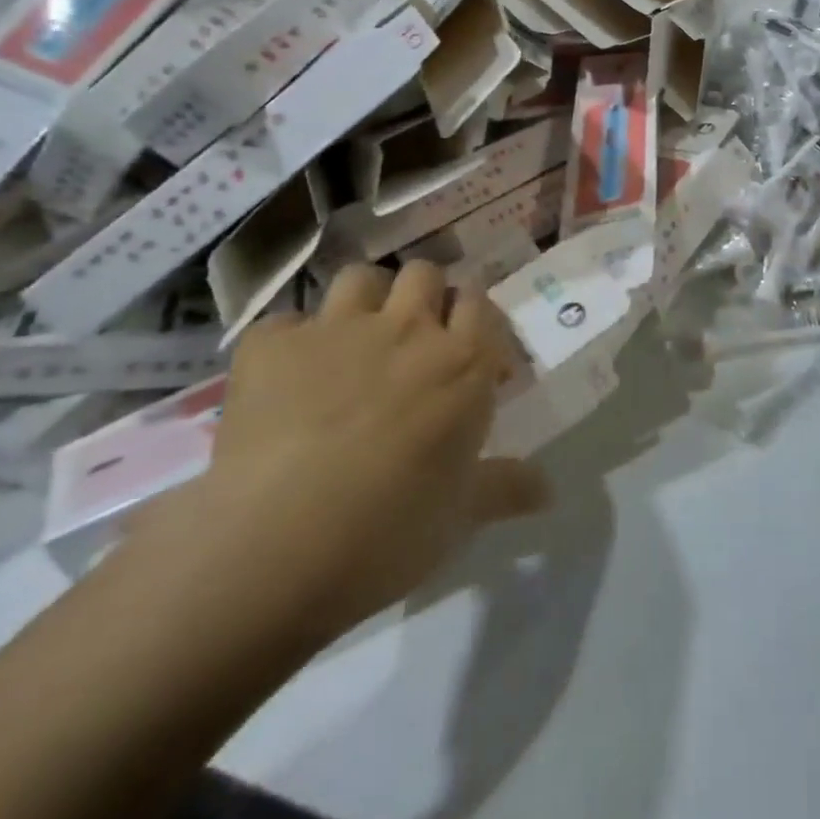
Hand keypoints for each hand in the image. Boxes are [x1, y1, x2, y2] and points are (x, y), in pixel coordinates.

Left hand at [128, 261, 549, 656]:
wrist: (275, 544)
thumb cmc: (390, 532)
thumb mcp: (460, 518)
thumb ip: (505, 489)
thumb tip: (547, 490)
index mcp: (462, 362)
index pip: (480, 304)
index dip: (473, 321)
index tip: (468, 355)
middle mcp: (405, 328)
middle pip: (424, 273)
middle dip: (423, 297)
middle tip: (412, 342)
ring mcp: (336, 328)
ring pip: (360, 277)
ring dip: (363, 301)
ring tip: (353, 342)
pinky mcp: (271, 344)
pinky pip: (285, 322)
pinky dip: (289, 343)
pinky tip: (283, 380)